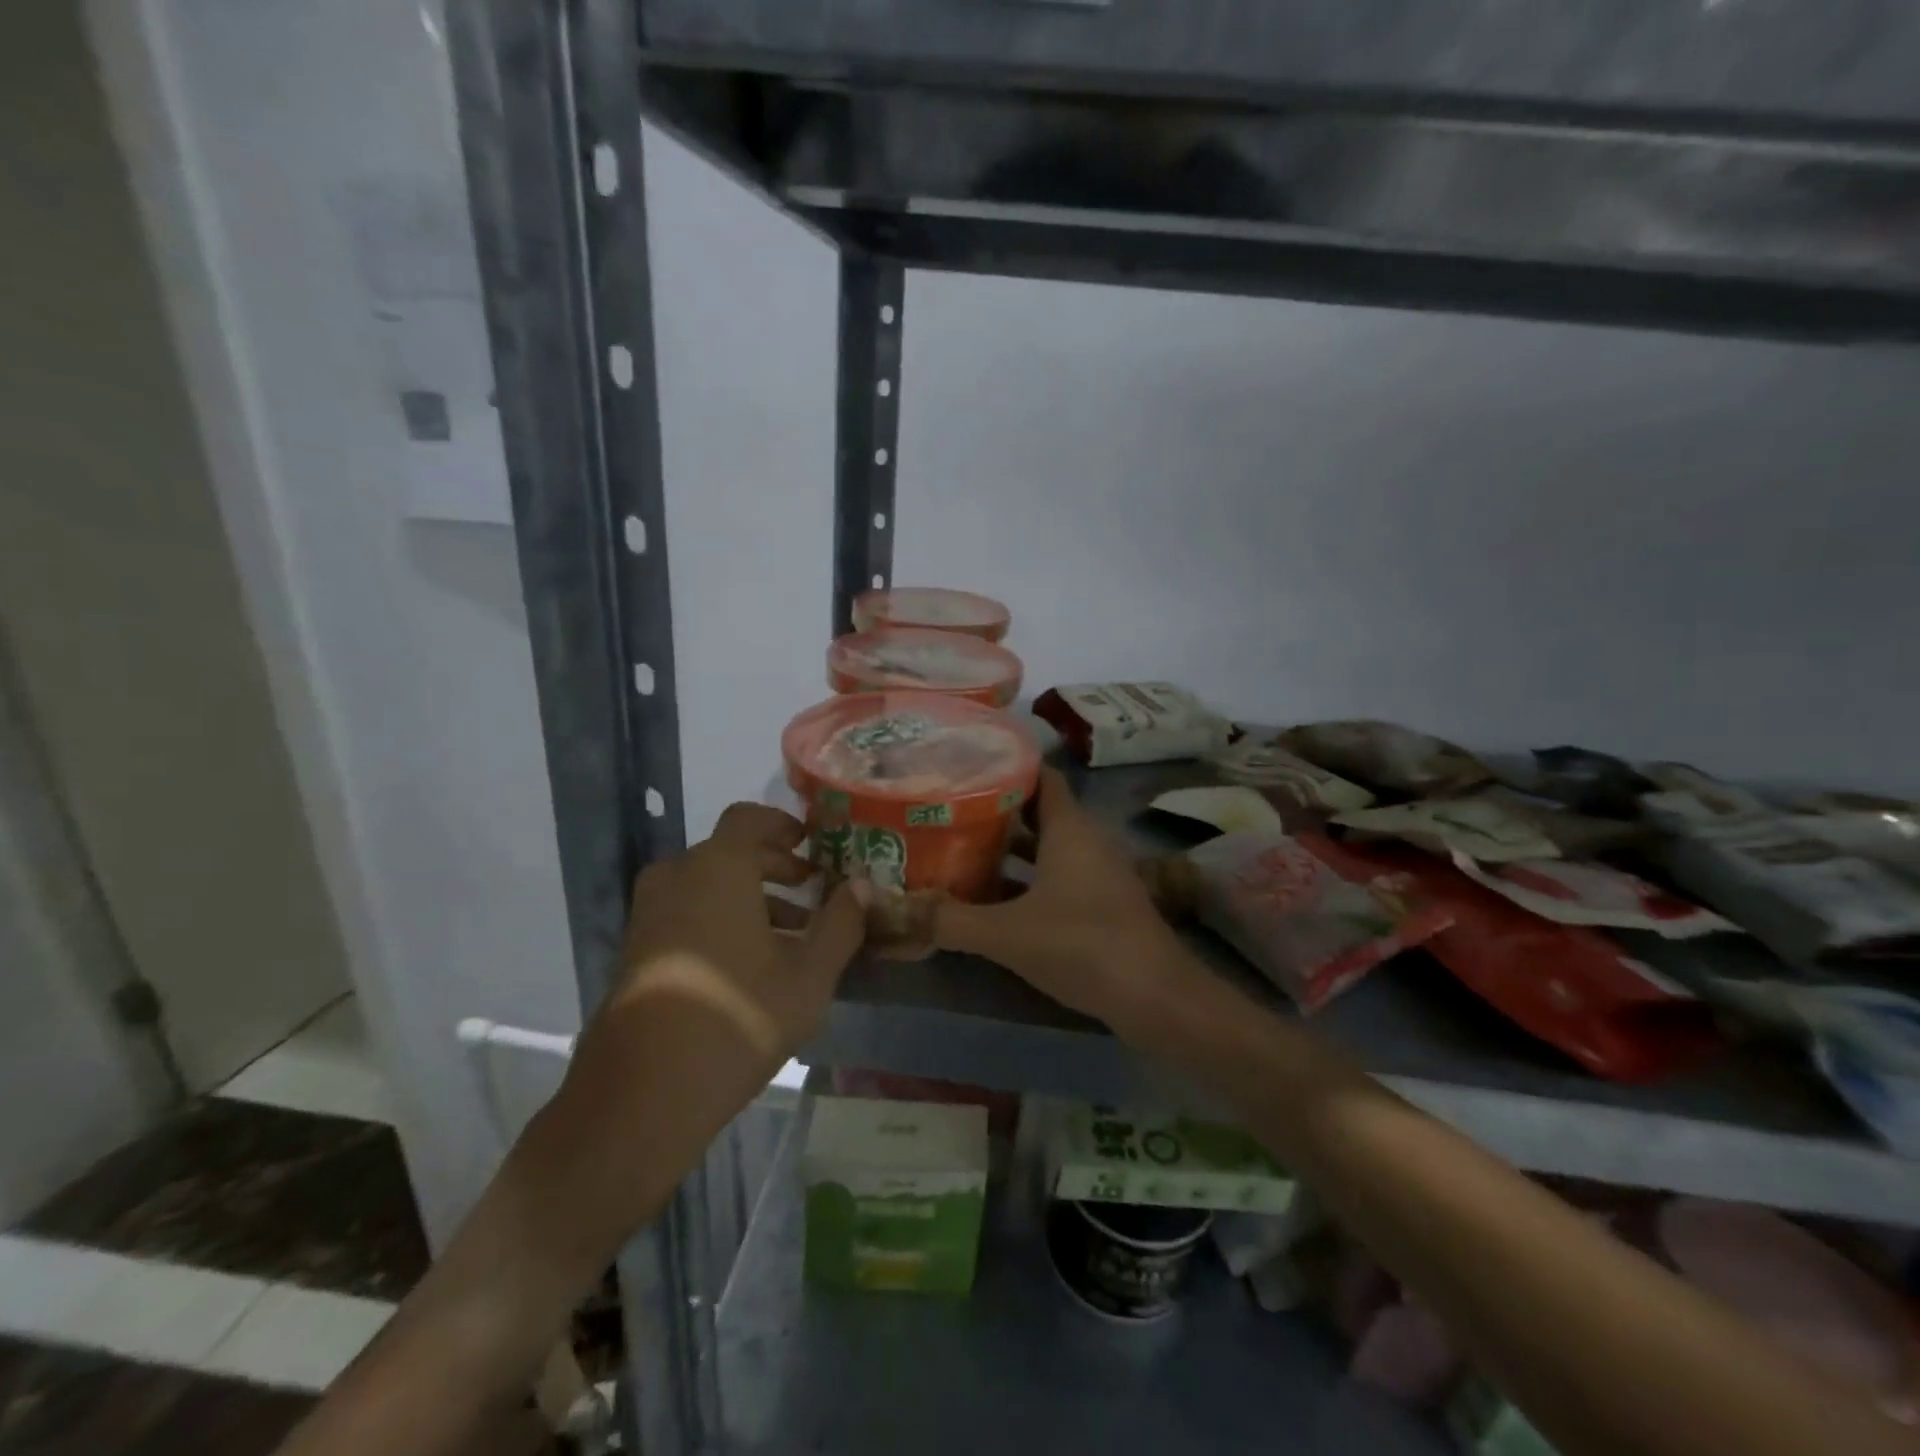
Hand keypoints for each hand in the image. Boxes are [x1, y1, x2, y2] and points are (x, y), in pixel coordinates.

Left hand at [605, 802, 867, 1071]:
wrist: (642, 1092)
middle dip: (776, 867)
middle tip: (813, 889)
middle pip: (731, 852)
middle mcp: (678, 877)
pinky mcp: (637, 948)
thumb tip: (862, 887)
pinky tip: (753, 962)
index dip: (784, 825)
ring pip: (709, 885)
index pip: (750, 818)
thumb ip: (840, 923)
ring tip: (793, 933)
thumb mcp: (808, 974)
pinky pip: (687, 912)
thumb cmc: (738, 1016)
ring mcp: (650, 914)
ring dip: (752, 897)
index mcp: (718, 867)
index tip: (813, 844)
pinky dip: (722, 918)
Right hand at [933, 768, 1195, 1035]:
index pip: (1040, 775)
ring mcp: (1096, 874)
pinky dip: (1026, 881)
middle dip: (996, 810)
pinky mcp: (1101, 905)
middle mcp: (1086, 841)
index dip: (1006, 765)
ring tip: (960, 847)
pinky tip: (992, 899)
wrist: (1156, 998)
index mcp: (1069, 828)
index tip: (964, 766)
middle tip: (948, 809)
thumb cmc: (1083, 945)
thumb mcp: (1008, 933)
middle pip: (1037, 811)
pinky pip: (1056, 878)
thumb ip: (951, 920)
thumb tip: (899, 909)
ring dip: (1009, 849)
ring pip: (1046, 848)